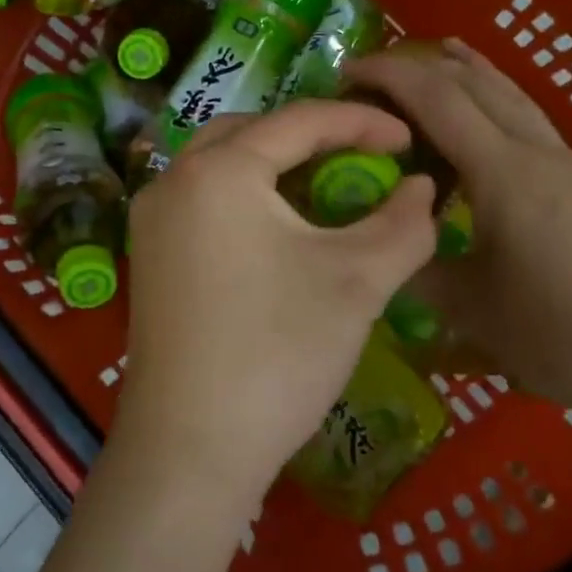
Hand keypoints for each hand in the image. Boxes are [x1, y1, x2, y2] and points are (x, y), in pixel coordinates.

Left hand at [118, 101, 438, 507]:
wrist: (190, 451)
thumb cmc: (278, 354)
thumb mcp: (357, 282)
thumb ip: (403, 223)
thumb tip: (423, 187)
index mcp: (219, 170)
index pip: (300, 120)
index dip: (362, 123)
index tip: (409, 140)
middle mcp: (172, 181)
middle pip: (251, 132)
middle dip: (310, 136)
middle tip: (361, 156)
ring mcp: (151, 222)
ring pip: (221, 166)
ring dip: (274, 165)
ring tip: (325, 187)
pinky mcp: (149, 258)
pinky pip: (202, 201)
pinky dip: (245, 196)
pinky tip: (278, 230)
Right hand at [345, 40, 571, 426]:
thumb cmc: (553, 333)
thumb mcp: (466, 305)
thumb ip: (412, 260)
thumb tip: (374, 235)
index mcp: (503, 173)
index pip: (437, 99)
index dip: (388, 76)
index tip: (344, 75)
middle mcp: (534, 150)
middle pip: (470, 81)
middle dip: (414, 67)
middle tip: (366, 81)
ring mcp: (559, 157)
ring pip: (503, 88)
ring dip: (454, 70)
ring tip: (413, 67)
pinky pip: (520, 110)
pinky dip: (486, 90)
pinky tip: (475, 97)